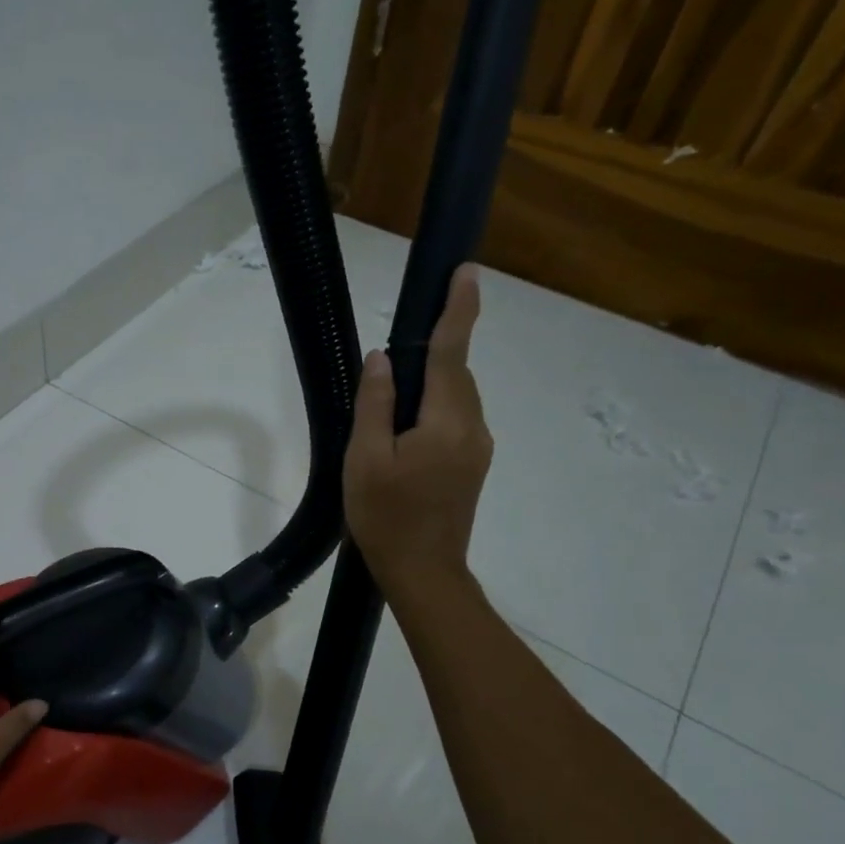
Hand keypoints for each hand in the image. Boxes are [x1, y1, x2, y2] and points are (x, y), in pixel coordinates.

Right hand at [344, 265, 492, 593]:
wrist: (423, 572)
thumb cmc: (386, 517)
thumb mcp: (365, 459)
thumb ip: (375, 404)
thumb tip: (382, 358)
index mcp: (446, 422)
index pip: (451, 353)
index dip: (458, 310)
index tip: (466, 271)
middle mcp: (473, 428)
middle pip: (455, 374)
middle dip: (436, 351)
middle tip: (397, 354)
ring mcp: (478, 449)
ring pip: (456, 399)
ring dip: (432, 386)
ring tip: (392, 402)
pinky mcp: (474, 466)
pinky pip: (457, 421)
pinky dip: (436, 409)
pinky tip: (407, 431)